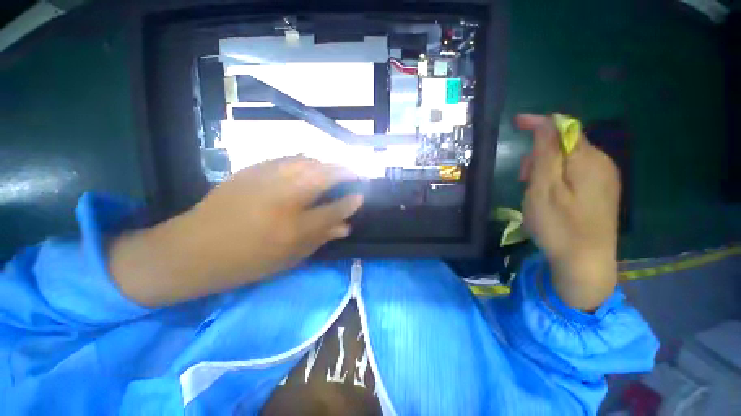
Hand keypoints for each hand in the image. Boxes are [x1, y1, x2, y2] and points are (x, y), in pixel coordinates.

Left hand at [110, 157, 363, 305]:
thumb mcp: (288, 258)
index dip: (351, 201)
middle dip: (345, 171)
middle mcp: (284, 199)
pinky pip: (288, 159)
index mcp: (293, 228)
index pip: (334, 209)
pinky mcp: (252, 170)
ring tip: (335, 168)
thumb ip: (320, 238)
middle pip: (324, 176)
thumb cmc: (245, 262)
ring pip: (307, 161)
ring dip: (326, 163)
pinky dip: (306, 160)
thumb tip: (345, 227)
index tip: (361, 196)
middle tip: (355, 173)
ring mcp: (266, 180)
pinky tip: (309, 165)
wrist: (193, 249)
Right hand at [516, 114, 619, 310]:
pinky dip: (557, 178)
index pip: (564, 128)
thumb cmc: (559, 226)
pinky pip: (576, 174)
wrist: (586, 264)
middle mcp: (602, 163)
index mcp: (589, 160)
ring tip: (533, 191)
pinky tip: (549, 196)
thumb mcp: (544, 188)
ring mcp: (604, 179)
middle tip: (523, 179)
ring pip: (569, 160)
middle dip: (540, 154)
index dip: (540, 122)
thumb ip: (547, 153)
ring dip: (546, 168)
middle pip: (566, 144)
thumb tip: (548, 123)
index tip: (516, 122)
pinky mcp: (601, 193)